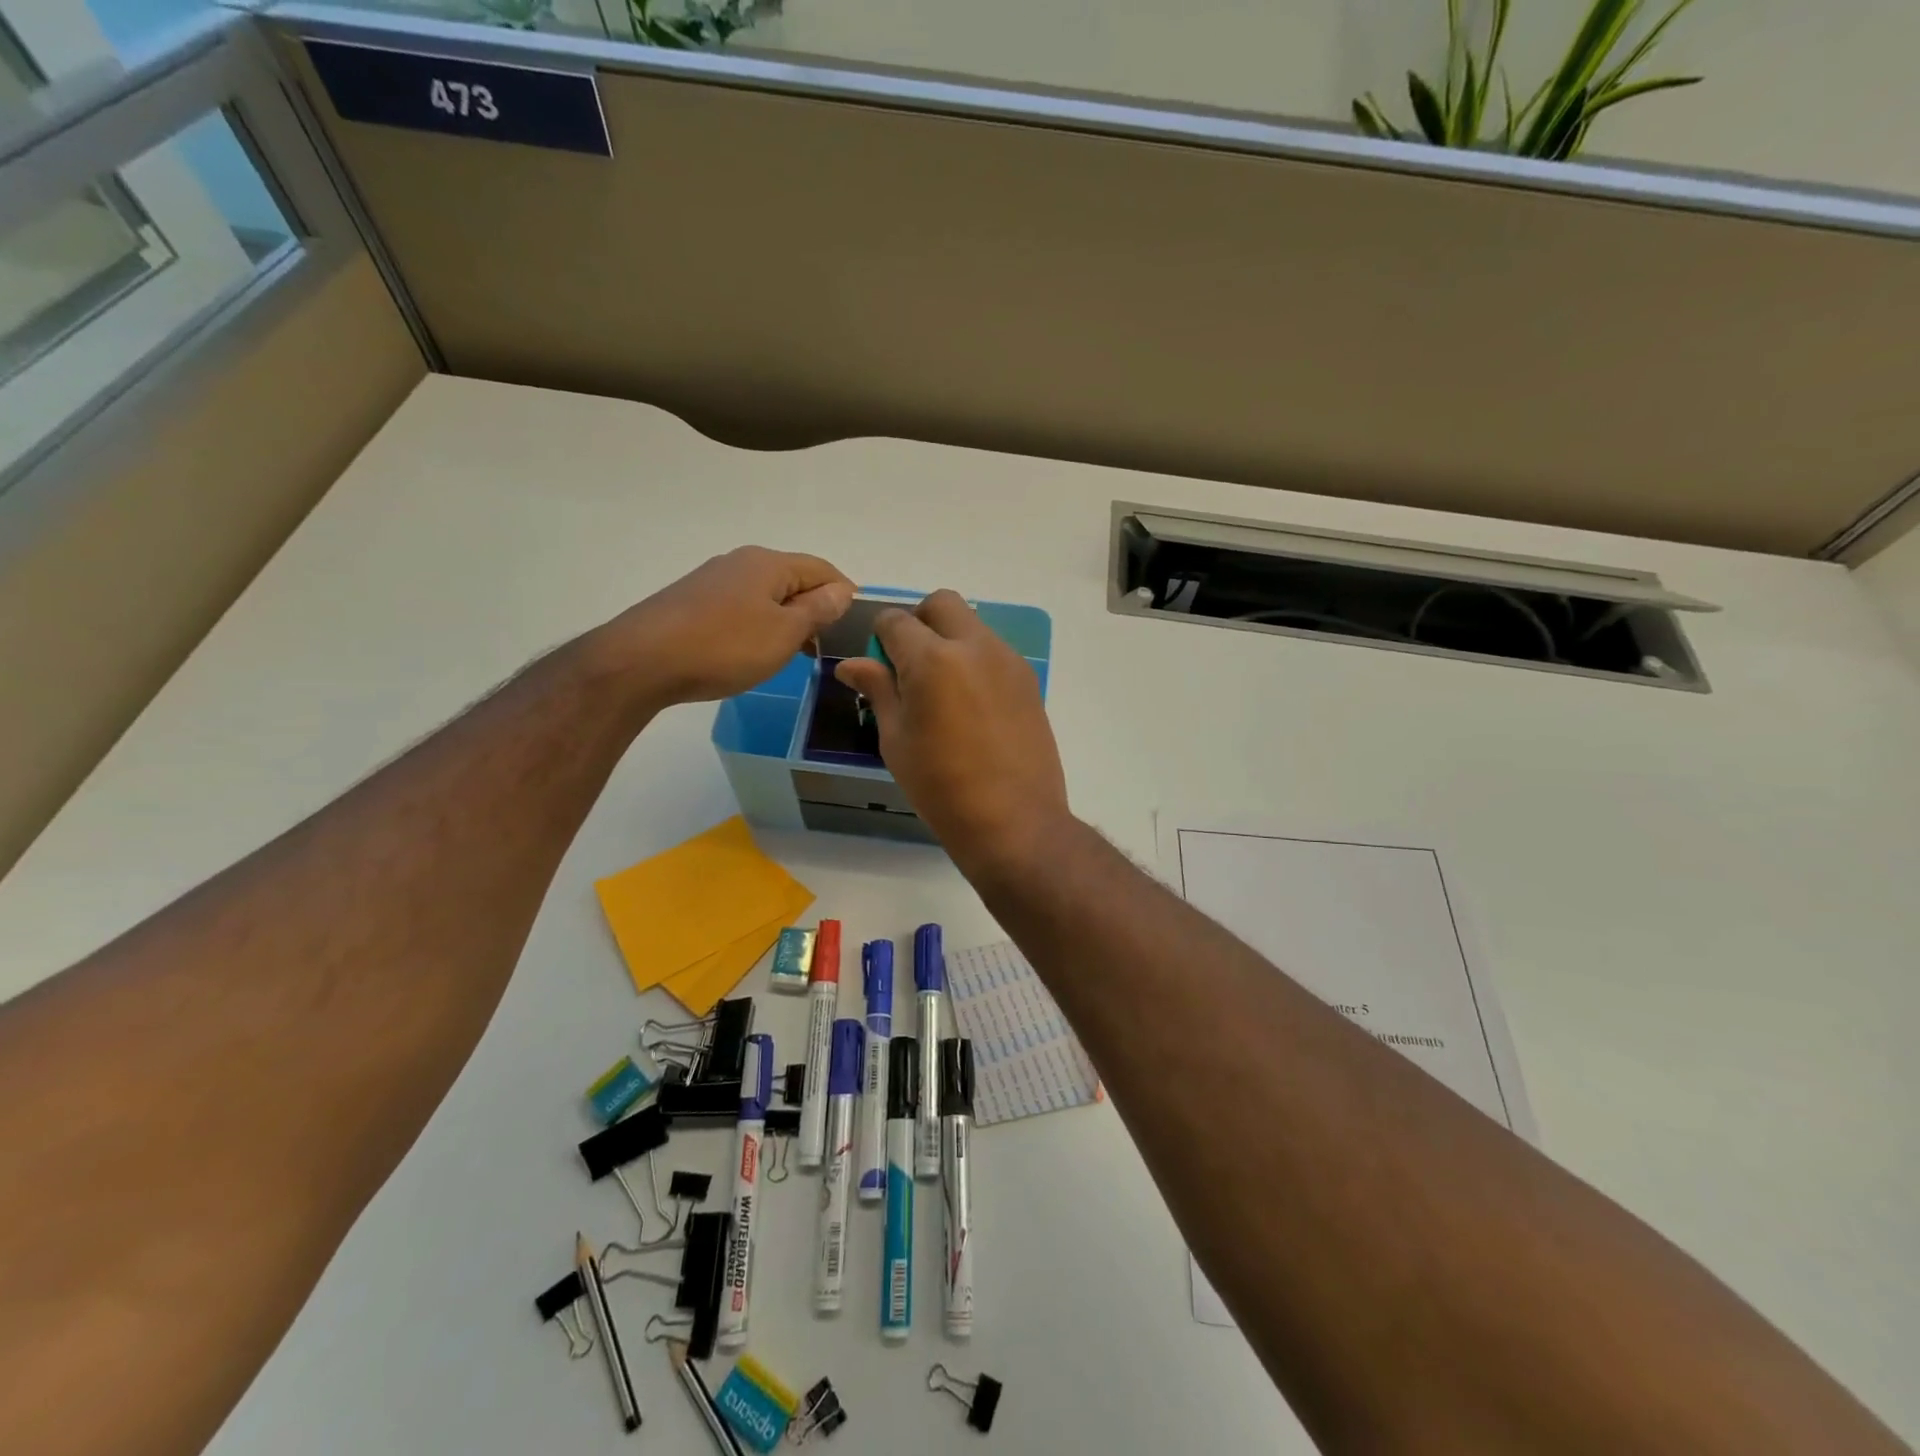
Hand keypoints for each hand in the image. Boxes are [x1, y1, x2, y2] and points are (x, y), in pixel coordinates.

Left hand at [614, 547, 854, 704]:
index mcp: (768, 563)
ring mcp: (712, 581)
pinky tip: (754, 651)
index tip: (857, 624)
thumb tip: (842, 590)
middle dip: (815, 607)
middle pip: (792, 579)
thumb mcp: (783, 633)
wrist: (642, 661)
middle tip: (828, 644)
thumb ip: (817, 610)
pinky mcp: (692, 602)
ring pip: (765, 595)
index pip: (822, 569)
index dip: (844, 593)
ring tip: (795, 652)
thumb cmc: (724, 646)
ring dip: (786, 619)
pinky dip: (758, 625)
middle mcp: (740, 562)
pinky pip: (740, 608)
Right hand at [835, 590, 1069, 873]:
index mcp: (932, 660)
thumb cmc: (941, 787)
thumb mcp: (896, 740)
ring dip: (949, 639)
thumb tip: (851, 664)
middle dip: (919, 621)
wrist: (1013, 820)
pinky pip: (994, 650)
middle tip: (910, 663)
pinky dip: (974, 659)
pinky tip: (970, 704)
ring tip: (941, 689)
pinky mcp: (1028, 680)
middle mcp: (974, 647)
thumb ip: (878, 690)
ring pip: (972, 625)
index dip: (880, 635)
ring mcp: (1008, 660)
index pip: (896, 621)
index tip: (879, 662)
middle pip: (941, 604)